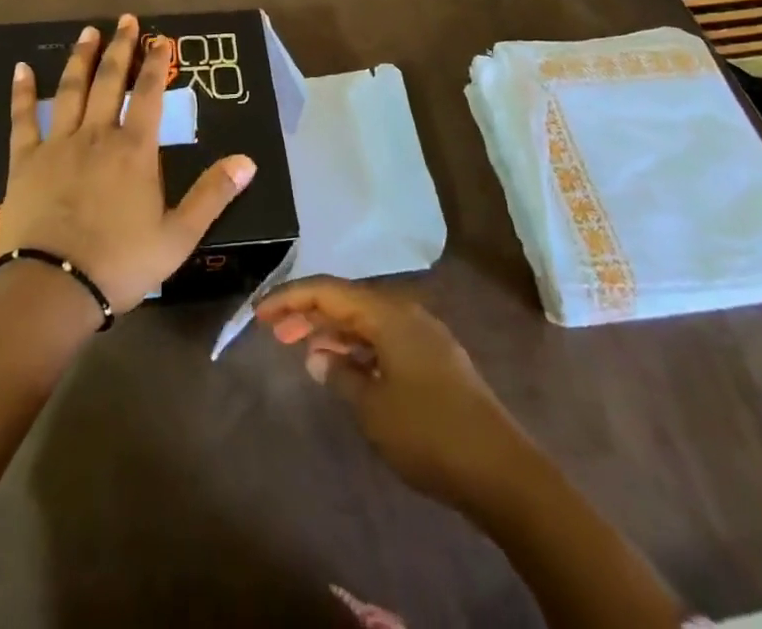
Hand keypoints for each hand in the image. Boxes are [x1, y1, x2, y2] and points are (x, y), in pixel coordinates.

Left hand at [0, 14, 256, 316]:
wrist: (53, 288)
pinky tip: (21, 68)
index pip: (147, 94)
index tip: (161, 38)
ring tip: (88, 32)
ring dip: (81, 58)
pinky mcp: (25, 161)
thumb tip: (248, 161)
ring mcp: (58, 145)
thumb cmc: (120, 263)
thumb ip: (213, 195)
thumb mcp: (178, 236)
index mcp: (134, 150)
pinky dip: (22, 92)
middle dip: (120, 48)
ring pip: (70, 90)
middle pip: (108, 81)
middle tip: (126, 20)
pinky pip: (22, 119)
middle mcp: (96, 135)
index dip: (155, 63)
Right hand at [255, 276, 526, 511]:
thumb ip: (339, 376)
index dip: (290, 298)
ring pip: (366, 321)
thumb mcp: (372, 408)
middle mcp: (405, 313)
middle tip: (274, 332)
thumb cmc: (429, 433)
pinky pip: (384, 339)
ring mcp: (423, 335)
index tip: (260, 313)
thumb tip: (319, 358)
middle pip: (347, 301)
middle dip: (308, 313)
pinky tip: (343, 368)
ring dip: (333, 332)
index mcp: (388, 313)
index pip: (328, 291)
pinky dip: (357, 348)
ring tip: (302, 350)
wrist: (502, 471)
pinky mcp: (434, 360)